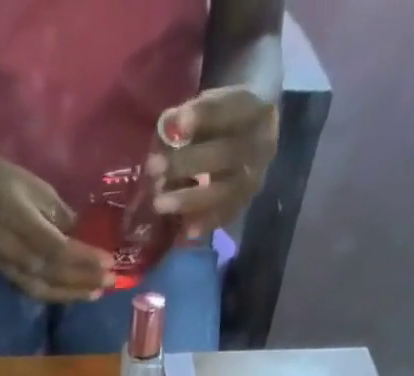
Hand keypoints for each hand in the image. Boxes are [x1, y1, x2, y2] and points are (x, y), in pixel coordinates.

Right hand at [0, 145, 113, 302]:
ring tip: (95, 292)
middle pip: (50, 273)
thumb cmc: (9, 180)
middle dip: (82, 279)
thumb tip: (84, 240)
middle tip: (109, 281)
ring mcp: (4, 264)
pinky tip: (73, 293)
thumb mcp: (40, 189)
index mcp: (17, 220)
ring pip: (41, 288)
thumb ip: (62, 217)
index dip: (83, 258)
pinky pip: (32, 290)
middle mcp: (9, 248)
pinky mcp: (3, 273)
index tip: (108, 261)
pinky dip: (55, 294)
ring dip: (71, 293)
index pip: (56, 248)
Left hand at [148, 86, 279, 234]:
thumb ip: (188, 117)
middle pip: (225, 154)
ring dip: (189, 199)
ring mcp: (255, 178)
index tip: (171, 122)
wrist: (252, 136)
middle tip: (152, 168)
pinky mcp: (245, 204)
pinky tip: (183, 231)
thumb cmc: (221, 119)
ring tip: (158, 204)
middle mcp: (260, 145)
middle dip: (186, 162)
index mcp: (253, 109)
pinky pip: (224, 216)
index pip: (228, 109)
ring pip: (224, 191)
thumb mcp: (209, 106)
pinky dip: (202, 223)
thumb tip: (166, 129)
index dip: (201, 116)